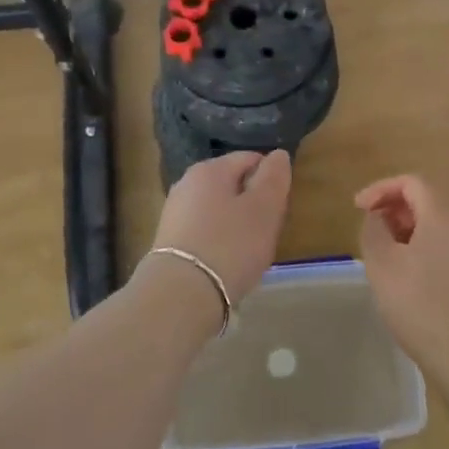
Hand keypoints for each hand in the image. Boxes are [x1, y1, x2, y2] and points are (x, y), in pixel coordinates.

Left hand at [150, 150, 292, 303]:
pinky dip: (219, 242)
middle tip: (266, 233)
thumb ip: (273, 178)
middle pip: (232, 185)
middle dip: (252, 204)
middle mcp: (186, 183)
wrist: (182, 293)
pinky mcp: (169, 240)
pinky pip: (204, 231)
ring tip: (247, 252)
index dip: (271, 180)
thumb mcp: (264, 209)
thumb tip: (277, 155)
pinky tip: (226, 263)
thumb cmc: (230, 245)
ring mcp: (174, 212)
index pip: (250, 159)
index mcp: (209, 169)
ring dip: (236, 225)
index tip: (278, 209)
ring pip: (218, 210)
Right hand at [356, 175, 448, 374]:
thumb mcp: (382, 264)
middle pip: (429, 202)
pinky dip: (426, 251)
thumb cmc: (421, 303)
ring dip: (410, 233)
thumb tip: (377, 217)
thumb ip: (374, 231)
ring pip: (440, 227)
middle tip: (372, 232)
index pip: (412, 182)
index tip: (359, 208)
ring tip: (388, 258)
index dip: (381, 188)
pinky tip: (412, 280)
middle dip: (396, 210)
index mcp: (443, 215)